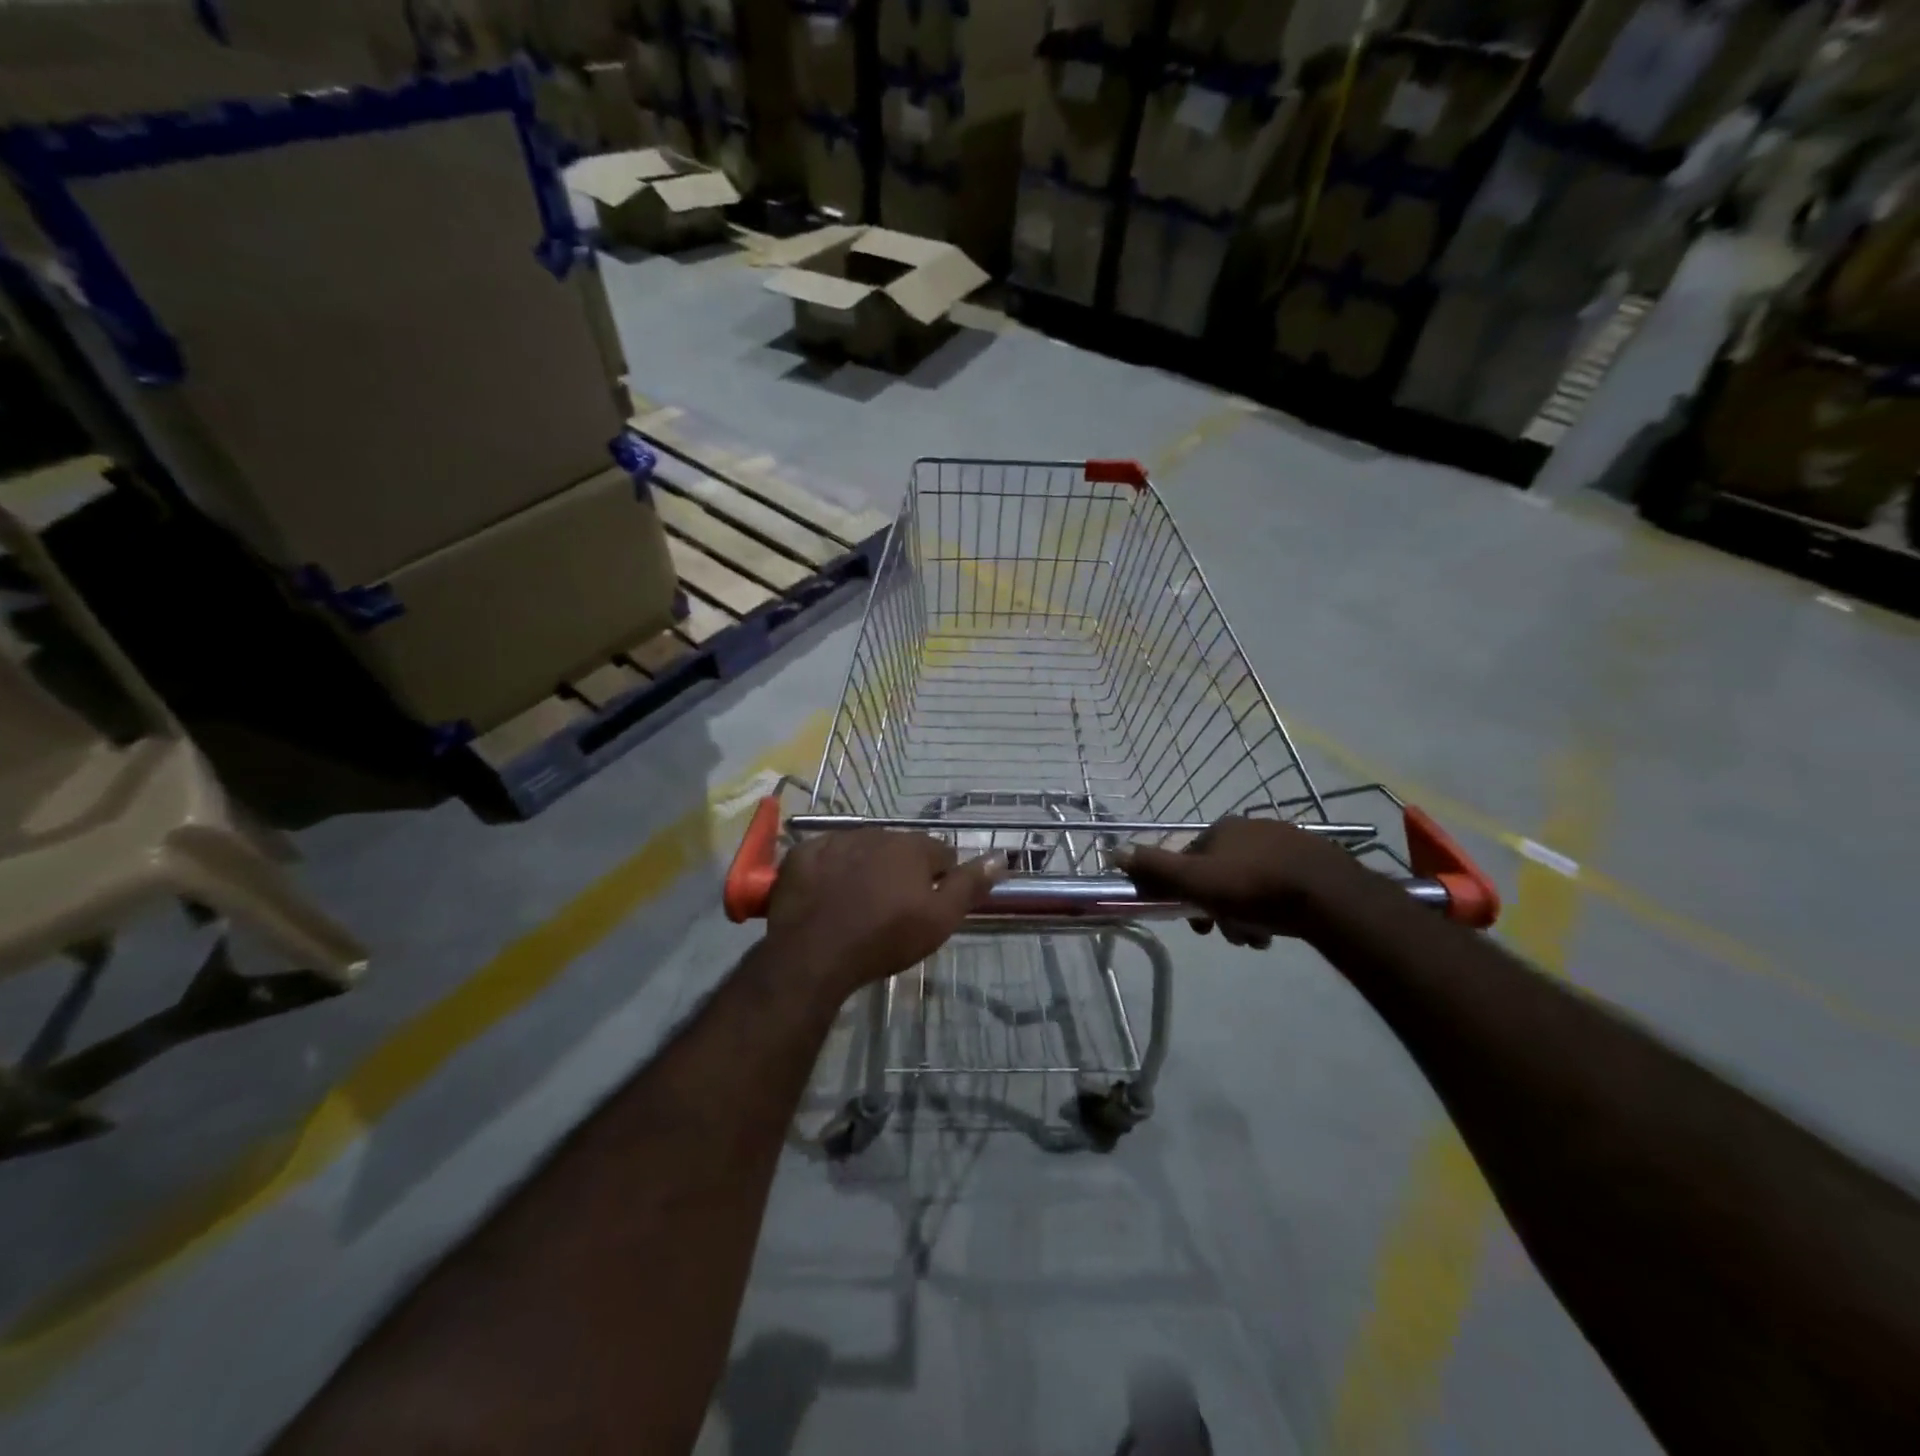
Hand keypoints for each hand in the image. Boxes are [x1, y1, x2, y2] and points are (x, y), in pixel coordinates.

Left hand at [767, 829, 1003, 994]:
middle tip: (894, 908)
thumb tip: (1001, 855)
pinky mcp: (803, 854)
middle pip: (900, 849)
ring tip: (859, 904)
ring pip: (863, 850)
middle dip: (902, 871)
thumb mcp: (939, 919)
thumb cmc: (885, 938)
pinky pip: (825, 856)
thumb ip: (970, 885)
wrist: (814, 953)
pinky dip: (831, 870)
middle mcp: (876, 833)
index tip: (930, 905)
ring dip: (867, 868)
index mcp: (912, 846)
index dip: (940, 878)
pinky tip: (828, 895)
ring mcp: (836, 841)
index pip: (940, 854)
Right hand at [1115, 817, 1362, 947]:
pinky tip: (1277, 930)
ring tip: (1255, 938)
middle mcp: (1251, 828)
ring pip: (1249, 885)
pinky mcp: (1313, 863)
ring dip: (1244, 915)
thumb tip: (1114, 851)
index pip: (1189, 860)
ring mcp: (1285, 843)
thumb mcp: (1196, 881)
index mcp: (1221, 829)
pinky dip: (1271, 910)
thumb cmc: (1254, 887)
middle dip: (1218, 908)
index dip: (1185, 893)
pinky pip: (1278, 888)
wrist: (1329, 897)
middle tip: (1227, 934)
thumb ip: (1156, 868)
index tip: (1195, 921)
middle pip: (1219, 875)